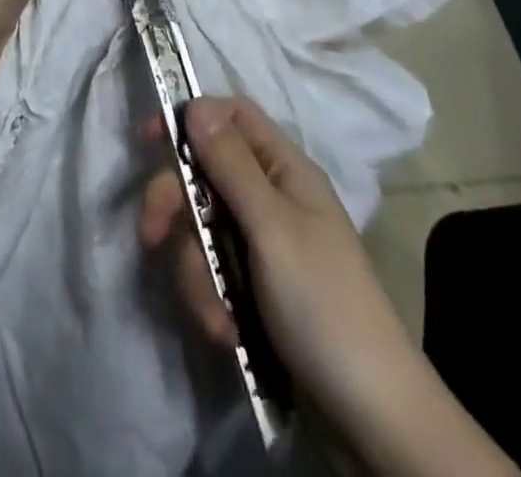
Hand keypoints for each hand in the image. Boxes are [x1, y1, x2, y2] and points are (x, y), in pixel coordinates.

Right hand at [142, 98, 518, 474]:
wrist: (372, 417)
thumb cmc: (324, 304)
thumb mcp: (272, 228)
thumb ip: (231, 165)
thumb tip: (195, 104)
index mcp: (283, 169)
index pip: (231, 116)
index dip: (190, 118)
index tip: (148, 141)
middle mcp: (270, 197)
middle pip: (204, 173)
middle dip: (175, 206)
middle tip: (152, 235)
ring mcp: (261, 244)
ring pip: (200, 229)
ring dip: (195, 272)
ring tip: (216, 316)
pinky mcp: (253, 288)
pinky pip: (212, 273)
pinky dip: (211, 301)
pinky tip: (226, 332)